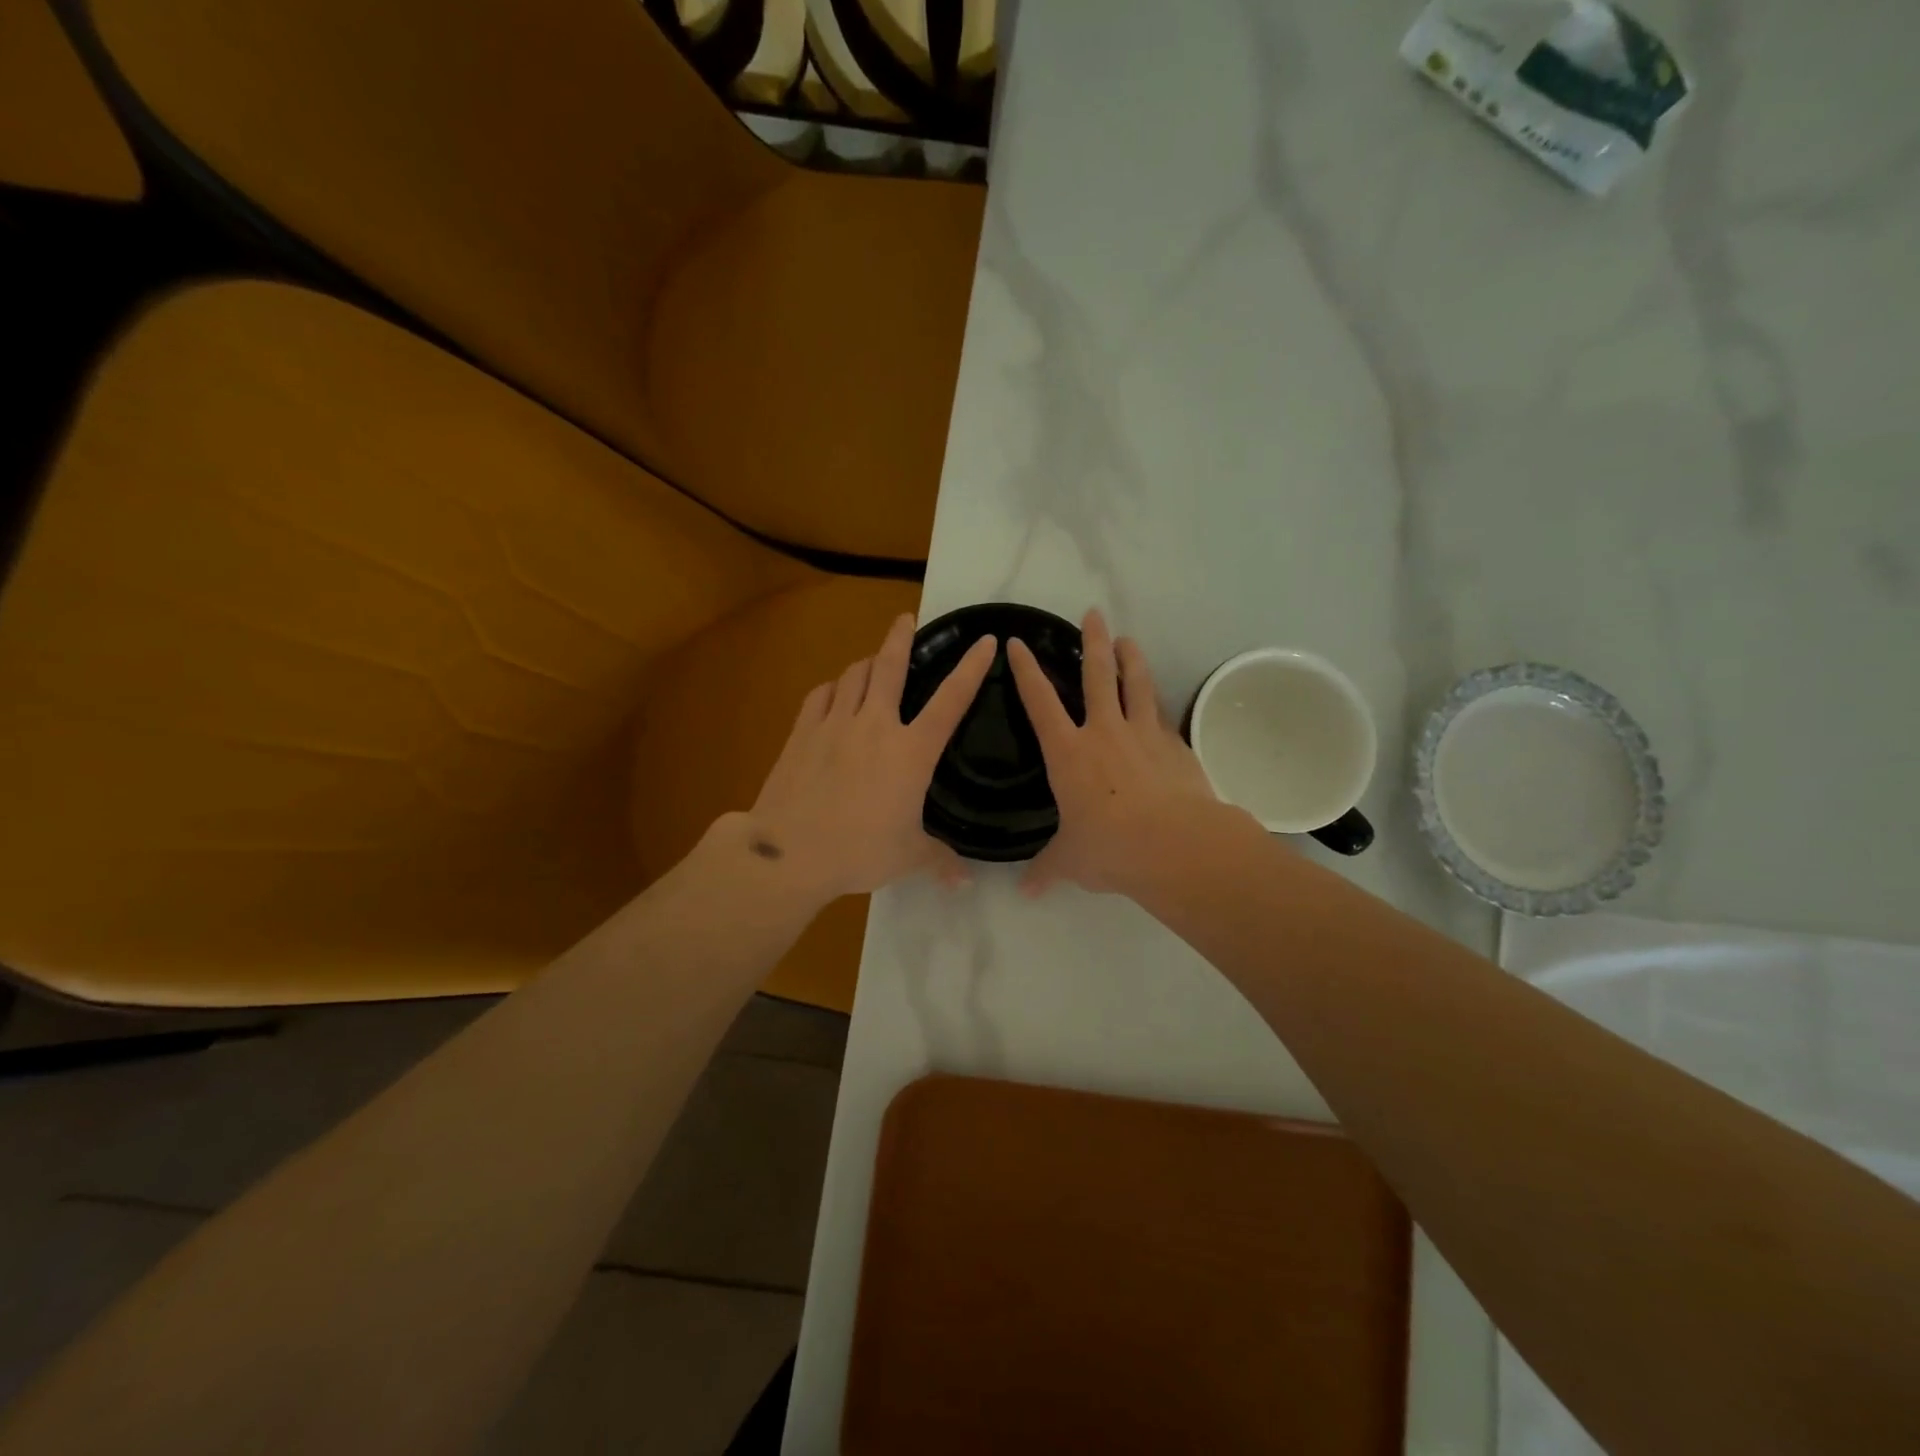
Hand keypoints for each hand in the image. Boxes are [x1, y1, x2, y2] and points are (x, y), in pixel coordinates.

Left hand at [748, 613, 995, 900]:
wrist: (789, 852)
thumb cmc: (858, 852)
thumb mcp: (907, 858)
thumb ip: (940, 861)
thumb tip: (966, 882)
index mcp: (911, 752)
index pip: (951, 701)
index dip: (971, 668)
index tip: (985, 641)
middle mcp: (875, 726)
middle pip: (890, 667)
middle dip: (900, 637)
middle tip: (906, 619)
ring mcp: (834, 724)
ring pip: (853, 675)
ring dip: (866, 662)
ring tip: (873, 661)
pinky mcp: (802, 732)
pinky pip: (821, 695)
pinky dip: (833, 687)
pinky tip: (834, 692)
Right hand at [1007, 608, 1219, 896]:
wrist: (1174, 846)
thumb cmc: (1109, 848)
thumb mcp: (1071, 861)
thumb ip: (1048, 869)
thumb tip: (1026, 891)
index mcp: (1068, 753)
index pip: (1039, 702)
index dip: (1026, 670)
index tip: (1016, 642)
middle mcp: (1103, 732)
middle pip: (1096, 675)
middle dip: (1092, 642)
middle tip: (1092, 614)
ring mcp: (1143, 735)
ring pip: (1135, 685)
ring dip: (1131, 658)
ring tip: (1129, 638)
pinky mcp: (1174, 747)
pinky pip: (1162, 718)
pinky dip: (1158, 706)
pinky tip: (1159, 705)